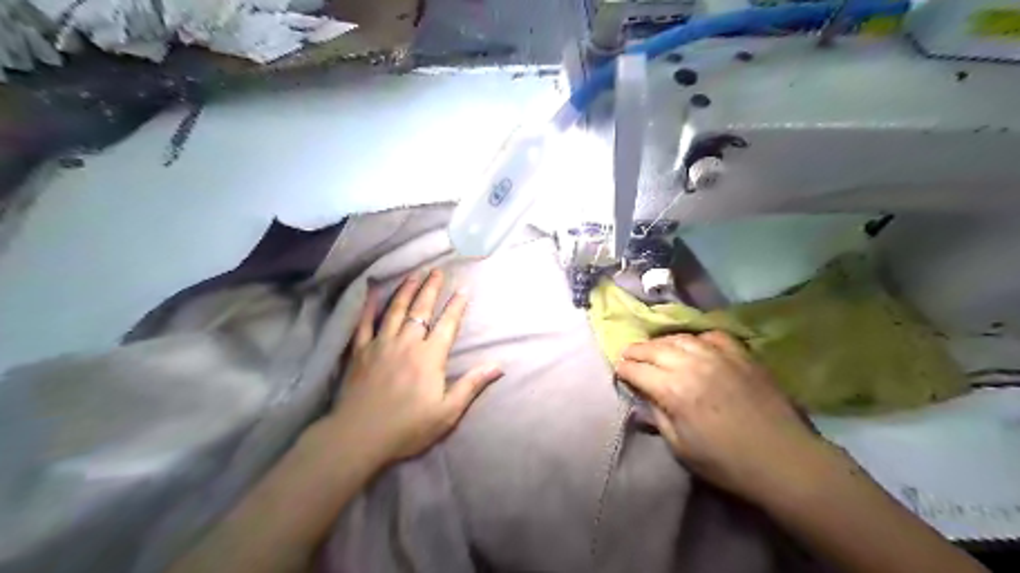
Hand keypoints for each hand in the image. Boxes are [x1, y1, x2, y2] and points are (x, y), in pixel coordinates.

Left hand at [326, 268, 500, 465]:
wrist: (359, 437)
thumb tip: (498, 366)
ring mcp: (381, 344)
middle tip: (437, 271)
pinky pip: (364, 323)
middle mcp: (407, 343)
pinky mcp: (360, 351)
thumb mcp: (447, 412)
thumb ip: (471, 385)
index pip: (447, 324)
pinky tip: (372, 292)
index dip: (456, 305)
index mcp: (430, 357)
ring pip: (396, 310)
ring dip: (406, 290)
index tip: (463, 288)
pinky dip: (369, 307)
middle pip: (421, 310)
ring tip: (414, 274)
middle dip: (431, 288)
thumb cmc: (408, 427)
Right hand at [614, 332, 827, 500]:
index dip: (624, 370)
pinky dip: (695, 338)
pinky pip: (710, 335)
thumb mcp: (680, 447)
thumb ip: (657, 416)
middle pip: (653, 348)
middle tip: (628, 355)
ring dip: (661, 341)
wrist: (782, 459)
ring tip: (654, 348)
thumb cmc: (726, 462)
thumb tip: (643, 396)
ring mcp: (717, 355)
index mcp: (673, 390)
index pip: (637, 370)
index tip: (619, 372)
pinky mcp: (739, 354)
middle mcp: (691, 364)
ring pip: (679, 337)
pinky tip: (692, 345)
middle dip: (636, 351)